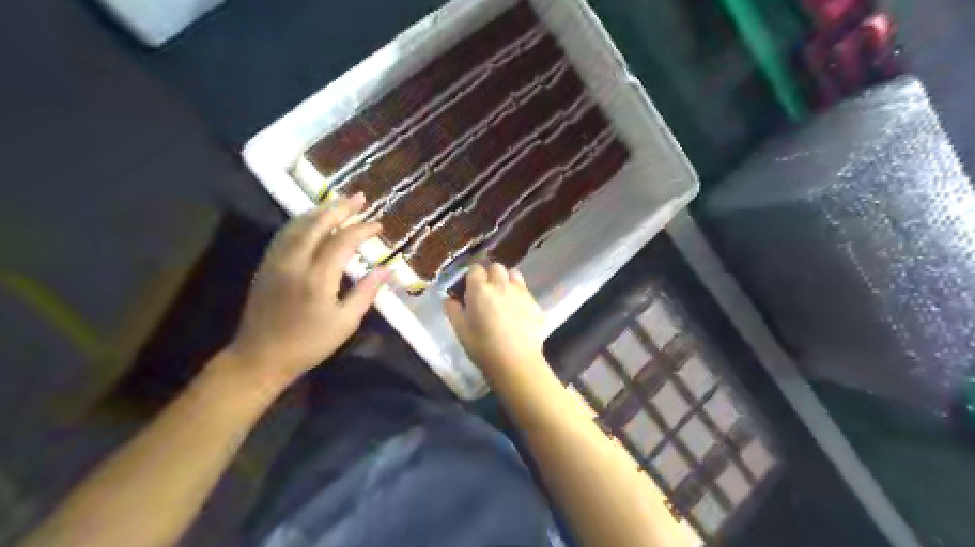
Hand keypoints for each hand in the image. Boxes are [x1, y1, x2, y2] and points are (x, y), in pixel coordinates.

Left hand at [230, 192, 390, 384]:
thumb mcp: (345, 322)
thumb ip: (366, 292)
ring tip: (339, 203)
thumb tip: (387, 269)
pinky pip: (285, 234)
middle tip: (359, 197)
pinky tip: (312, 220)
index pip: (342, 241)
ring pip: (298, 225)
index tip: (378, 225)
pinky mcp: (266, 265)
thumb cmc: (309, 344)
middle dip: (340, 208)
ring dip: (320, 210)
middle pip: (317, 224)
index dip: (362, 229)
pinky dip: (302, 221)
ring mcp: (276, 261)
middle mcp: (294, 262)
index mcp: (317, 278)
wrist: (260, 356)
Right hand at [445, 262, 544, 382]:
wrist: (516, 363)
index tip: (470, 286)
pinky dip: (520, 296)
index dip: (472, 276)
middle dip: (491, 275)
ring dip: (508, 280)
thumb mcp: (461, 332)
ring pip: (514, 275)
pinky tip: (518, 311)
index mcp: (480, 290)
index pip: (475, 269)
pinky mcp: (535, 303)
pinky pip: (526, 291)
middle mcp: (501, 285)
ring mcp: (521, 293)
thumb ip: (453, 312)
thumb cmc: (483, 348)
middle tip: (487, 291)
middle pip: (496, 267)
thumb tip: (449, 300)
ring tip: (504, 296)